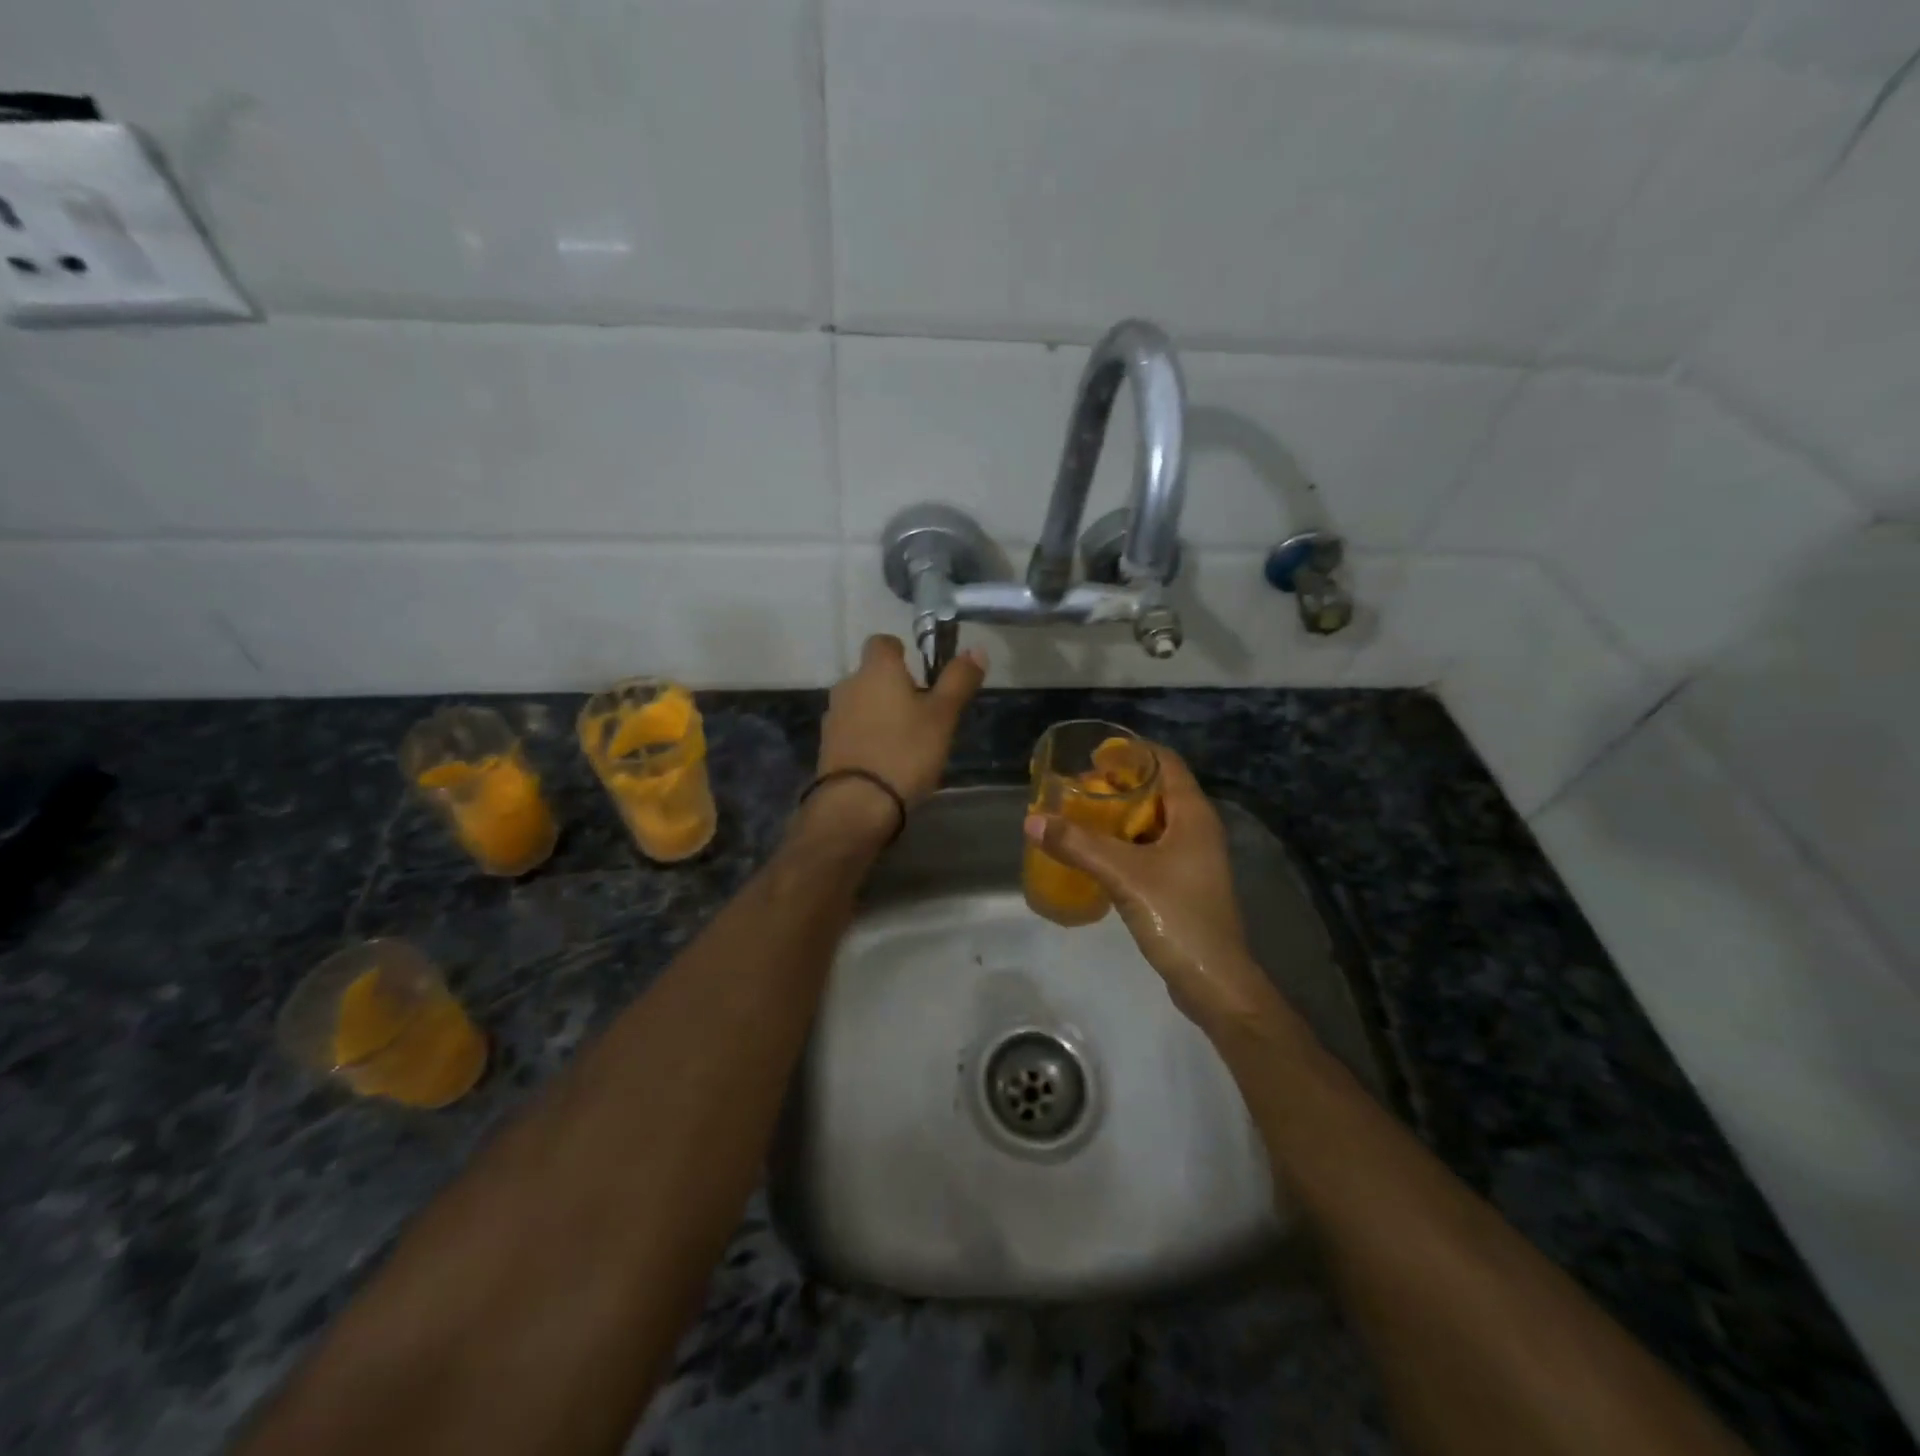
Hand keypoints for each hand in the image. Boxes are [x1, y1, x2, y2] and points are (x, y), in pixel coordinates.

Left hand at [818, 635, 986, 807]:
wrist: (857, 803)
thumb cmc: (906, 751)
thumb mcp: (943, 716)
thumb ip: (958, 681)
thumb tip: (977, 649)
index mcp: (877, 670)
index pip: (883, 642)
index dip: (901, 652)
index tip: (921, 673)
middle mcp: (848, 685)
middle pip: (872, 675)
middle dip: (894, 687)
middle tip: (922, 713)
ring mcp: (834, 716)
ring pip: (861, 703)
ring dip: (880, 713)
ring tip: (906, 740)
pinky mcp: (828, 746)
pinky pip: (852, 730)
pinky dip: (867, 736)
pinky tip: (886, 760)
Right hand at [1024, 745, 1284, 1031]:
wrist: (1213, 981)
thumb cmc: (1178, 916)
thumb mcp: (1124, 874)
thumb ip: (1078, 844)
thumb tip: (1032, 821)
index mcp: (1193, 814)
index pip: (1165, 762)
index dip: (1131, 751)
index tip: (1093, 754)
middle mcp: (1197, 828)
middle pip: (1156, 789)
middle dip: (1117, 784)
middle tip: (1076, 787)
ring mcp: (1191, 858)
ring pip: (1152, 821)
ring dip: (1118, 815)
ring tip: (1079, 815)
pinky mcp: (1182, 882)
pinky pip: (1150, 848)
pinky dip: (1123, 842)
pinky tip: (1095, 853)